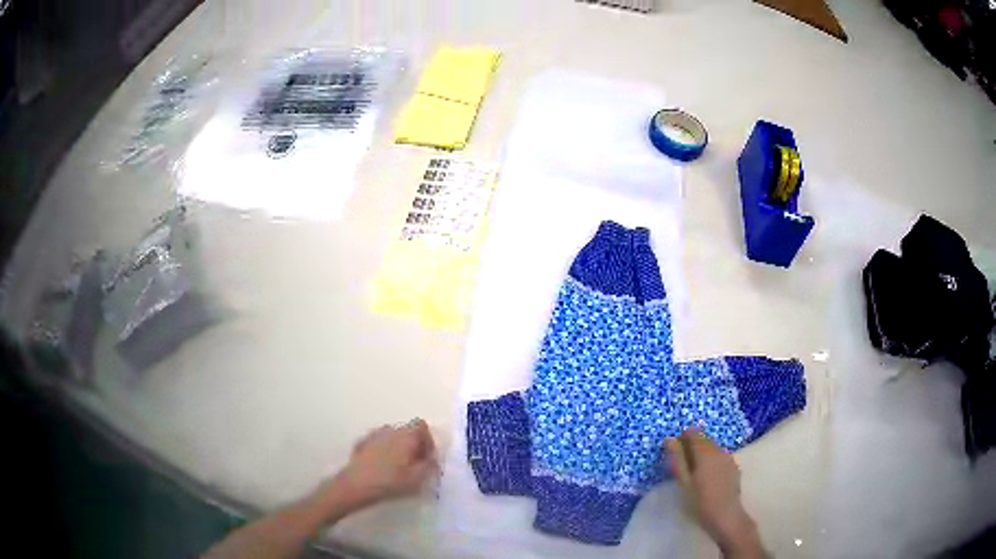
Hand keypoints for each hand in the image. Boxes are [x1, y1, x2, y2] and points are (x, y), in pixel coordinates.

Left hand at [329, 419, 438, 509]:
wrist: (356, 485)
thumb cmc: (390, 482)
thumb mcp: (418, 479)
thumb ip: (430, 466)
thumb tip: (433, 459)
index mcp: (406, 435)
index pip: (422, 427)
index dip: (428, 441)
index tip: (427, 458)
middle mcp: (390, 430)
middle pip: (407, 431)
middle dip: (414, 445)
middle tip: (415, 465)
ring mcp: (373, 435)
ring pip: (392, 437)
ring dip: (398, 448)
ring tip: (398, 468)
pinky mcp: (361, 443)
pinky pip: (379, 443)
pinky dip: (384, 451)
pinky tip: (382, 468)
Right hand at [665, 429, 763, 558]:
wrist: (725, 515)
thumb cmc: (699, 501)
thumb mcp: (683, 481)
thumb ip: (677, 459)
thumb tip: (670, 439)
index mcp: (705, 452)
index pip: (694, 433)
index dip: (683, 437)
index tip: (675, 448)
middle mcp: (719, 450)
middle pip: (705, 439)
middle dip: (693, 445)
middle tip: (682, 461)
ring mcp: (729, 458)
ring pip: (713, 448)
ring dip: (703, 453)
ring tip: (694, 470)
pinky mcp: (734, 467)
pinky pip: (720, 457)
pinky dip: (712, 460)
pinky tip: (708, 476)